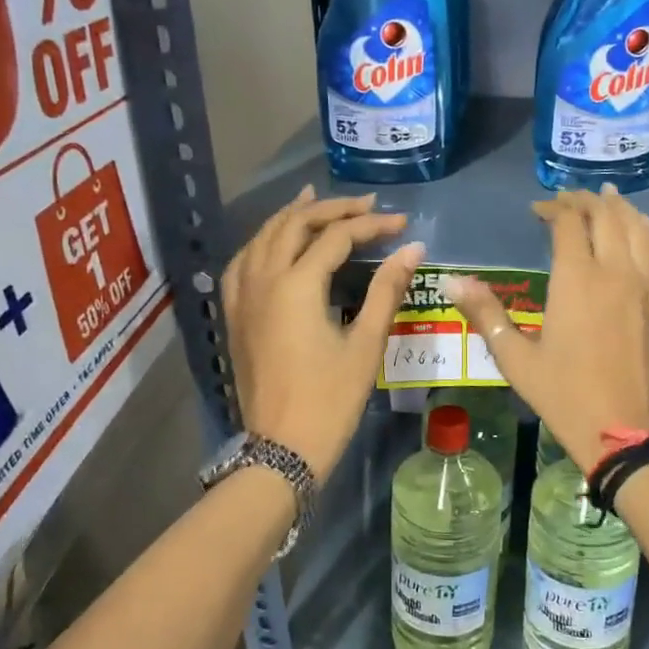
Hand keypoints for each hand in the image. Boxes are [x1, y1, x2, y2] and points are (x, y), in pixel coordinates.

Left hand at [223, 188, 423, 481]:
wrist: (282, 448)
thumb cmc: (330, 400)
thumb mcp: (365, 344)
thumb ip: (387, 290)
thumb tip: (412, 248)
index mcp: (296, 285)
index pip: (336, 237)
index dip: (371, 225)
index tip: (402, 223)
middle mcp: (262, 280)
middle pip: (294, 225)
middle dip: (331, 209)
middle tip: (365, 206)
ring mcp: (242, 296)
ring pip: (262, 237)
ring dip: (291, 217)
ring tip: (314, 200)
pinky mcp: (235, 314)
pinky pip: (244, 261)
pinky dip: (263, 242)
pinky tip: (275, 243)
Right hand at [444, 186, 648, 473]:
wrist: (625, 432)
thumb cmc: (564, 395)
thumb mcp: (516, 358)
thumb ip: (486, 314)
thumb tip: (453, 281)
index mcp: (576, 280)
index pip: (568, 224)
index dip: (553, 209)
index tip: (538, 210)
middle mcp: (615, 272)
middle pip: (607, 217)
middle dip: (587, 201)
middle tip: (570, 198)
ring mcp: (646, 287)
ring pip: (639, 230)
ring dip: (622, 209)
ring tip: (610, 199)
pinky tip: (645, 233)